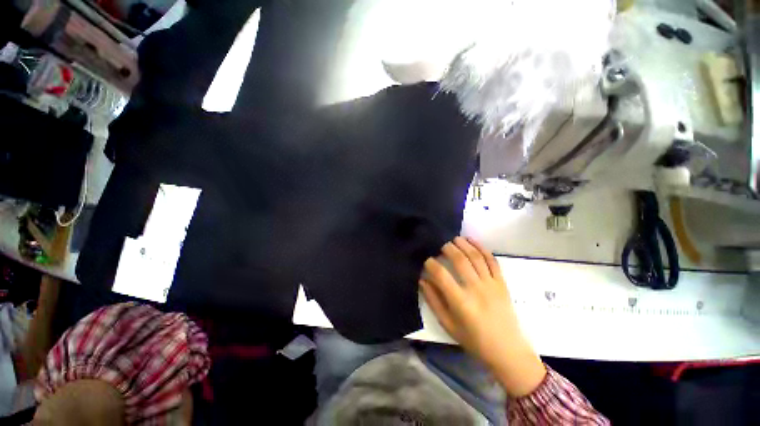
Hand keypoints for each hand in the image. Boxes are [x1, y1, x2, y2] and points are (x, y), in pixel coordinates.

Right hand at [420, 236, 545, 396]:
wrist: (507, 350)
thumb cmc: (474, 340)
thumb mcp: (448, 324)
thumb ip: (433, 301)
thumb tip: (422, 280)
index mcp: (461, 302)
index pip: (441, 275)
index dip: (431, 264)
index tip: (426, 260)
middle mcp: (476, 289)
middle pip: (460, 260)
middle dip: (447, 248)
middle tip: (440, 245)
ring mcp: (491, 284)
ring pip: (475, 257)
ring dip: (464, 244)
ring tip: (454, 238)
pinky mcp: (501, 283)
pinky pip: (492, 261)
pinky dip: (482, 248)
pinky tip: (472, 241)